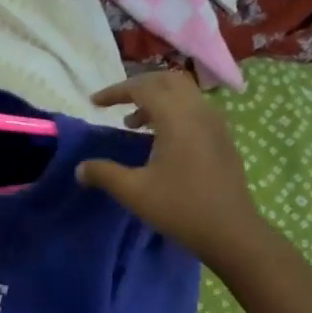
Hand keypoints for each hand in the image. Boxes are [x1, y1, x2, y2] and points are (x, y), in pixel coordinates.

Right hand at [75, 72, 263, 266]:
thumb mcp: (134, 192)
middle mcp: (199, 111)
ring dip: (157, 99)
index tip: (94, 103)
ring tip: (134, 124)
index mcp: (177, 118)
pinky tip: (161, 139)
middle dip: (139, 86)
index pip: (143, 88)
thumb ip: (104, 174)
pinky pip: (195, 109)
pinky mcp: (223, 138)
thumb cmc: (181, 208)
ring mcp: (216, 124)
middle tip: (116, 104)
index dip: (115, 92)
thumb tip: (80, 168)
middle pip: (167, 80)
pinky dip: (173, 112)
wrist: (231, 231)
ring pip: (184, 94)